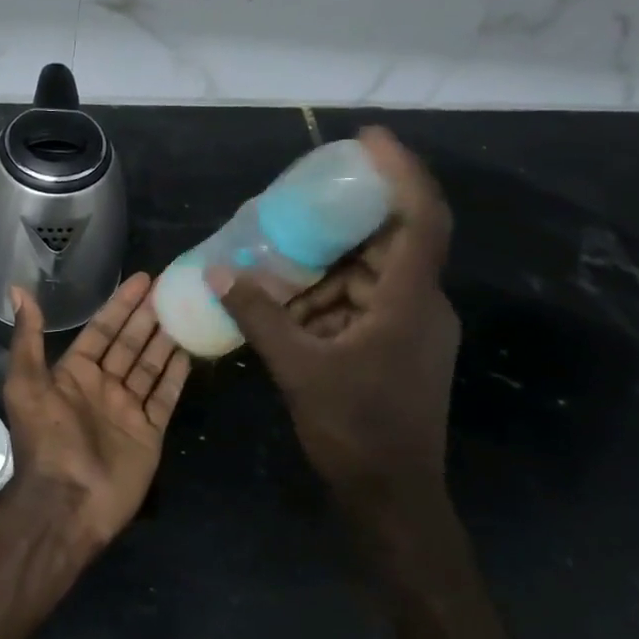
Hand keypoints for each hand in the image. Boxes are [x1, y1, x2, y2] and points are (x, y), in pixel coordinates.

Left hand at [2, 273, 191, 549]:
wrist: (67, 501)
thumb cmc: (46, 439)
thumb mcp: (26, 384)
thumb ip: (28, 338)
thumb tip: (18, 290)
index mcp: (74, 373)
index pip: (102, 329)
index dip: (121, 305)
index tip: (143, 279)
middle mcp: (102, 386)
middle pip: (130, 343)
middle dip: (148, 316)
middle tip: (172, 288)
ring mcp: (127, 409)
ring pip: (150, 366)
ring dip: (166, 339)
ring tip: (186, 311)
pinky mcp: (149, 432)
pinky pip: (165, 396)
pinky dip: (176, 374)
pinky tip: (190, 351)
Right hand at [212, 127, 459, 517]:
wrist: (393, 498)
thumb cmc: (355, 430)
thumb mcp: (298, 368)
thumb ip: (258, 315)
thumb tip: (217, 271)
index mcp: (410, 302)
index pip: (421, 219)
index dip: (401, 172)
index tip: (367, 139)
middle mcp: (421, 306)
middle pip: (390, 242)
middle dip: (344, 219)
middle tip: (299, 198)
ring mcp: (411, 328)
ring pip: (373, 275)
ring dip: (328, 264)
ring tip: (279, 253)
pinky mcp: (397, 347)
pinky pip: (364, 302)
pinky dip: (328, 295)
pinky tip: (287, 301)